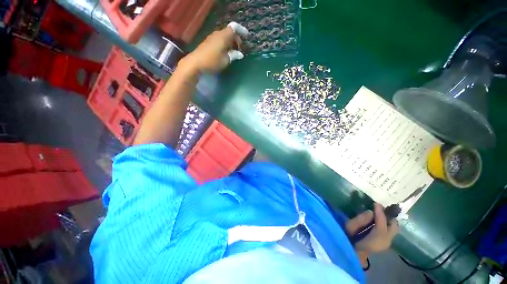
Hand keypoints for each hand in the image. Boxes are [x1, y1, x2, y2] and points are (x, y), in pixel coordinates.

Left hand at [179, 22, 248, 73]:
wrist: (195, 63)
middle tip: (240, 49)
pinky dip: (225, 44)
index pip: (234, 28)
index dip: (241, 30)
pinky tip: (225, 52)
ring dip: (230, 42)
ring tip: (234, 52)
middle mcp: (217, 34)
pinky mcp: (208, 42)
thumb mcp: (226, 60)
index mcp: (223, 36)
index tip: (247, 36)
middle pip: (229, 32)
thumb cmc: (212, 61)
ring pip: (224, 36)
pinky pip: (219, 39)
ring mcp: (212, 38)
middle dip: (236, 39)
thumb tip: (240, 54)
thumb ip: (234, 55)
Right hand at [346, 203, 398, 253]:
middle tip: (379, 208)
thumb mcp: (349, 228)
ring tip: (378, 212)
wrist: (351, 253)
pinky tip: (378, 220)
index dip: (380, 213)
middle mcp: (385, 243)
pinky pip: (389, 231)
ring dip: (387, 220)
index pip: (382, 225)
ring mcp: (387, 244)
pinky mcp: (385, 243)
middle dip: (388, 216)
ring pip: (393, 229)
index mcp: (375, 241)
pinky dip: (386, 224)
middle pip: (394, 227)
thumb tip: (370, 212)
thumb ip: (359, 220)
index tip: (376, 203)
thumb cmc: (347, 239)